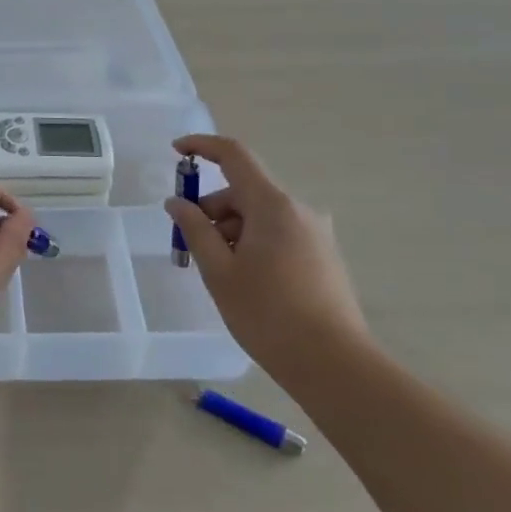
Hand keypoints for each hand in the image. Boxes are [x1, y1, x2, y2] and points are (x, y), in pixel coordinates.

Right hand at [163, 134, 368, 383]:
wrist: (334, 365)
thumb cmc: (268, 314)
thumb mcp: (219, 271)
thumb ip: (195, 229)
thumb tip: (177, 202)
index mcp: (273, 205)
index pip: (234, 155)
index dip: (202, 146)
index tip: (175, 152)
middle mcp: (299, 210)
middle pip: (244, 191)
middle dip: (211, 208)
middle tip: (189, 244)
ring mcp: (315, 233)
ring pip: (260, 215)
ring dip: (231, 229)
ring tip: (217, 271)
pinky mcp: (323, 255)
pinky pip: (278, 233)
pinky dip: (252, 242)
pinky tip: (244, 279)